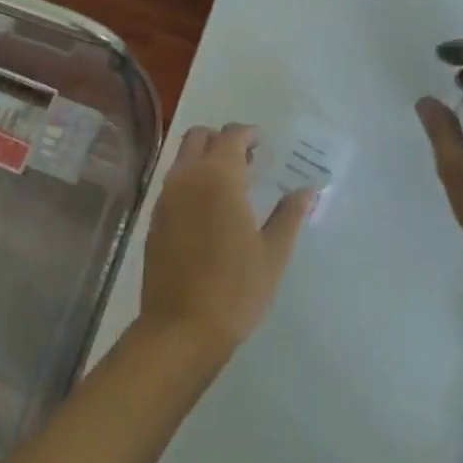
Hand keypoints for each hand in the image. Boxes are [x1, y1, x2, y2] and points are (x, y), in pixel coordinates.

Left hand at [139, 123, 310, 361]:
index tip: (261, 143)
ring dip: (204, 158)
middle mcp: (187, 177)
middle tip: (245, 159)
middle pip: (199, 137)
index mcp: (218, 177)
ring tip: (230, 184)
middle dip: (221, 139)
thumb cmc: (235, 288)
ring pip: (182, 158)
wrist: (180, 329)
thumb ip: (289, 215)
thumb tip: (307, 191)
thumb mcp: (273, 254)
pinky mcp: (154, 219)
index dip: (247, 133)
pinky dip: (190, 180)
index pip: (231, 135)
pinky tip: (208, 209)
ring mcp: (166, 197)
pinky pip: (173, 182)